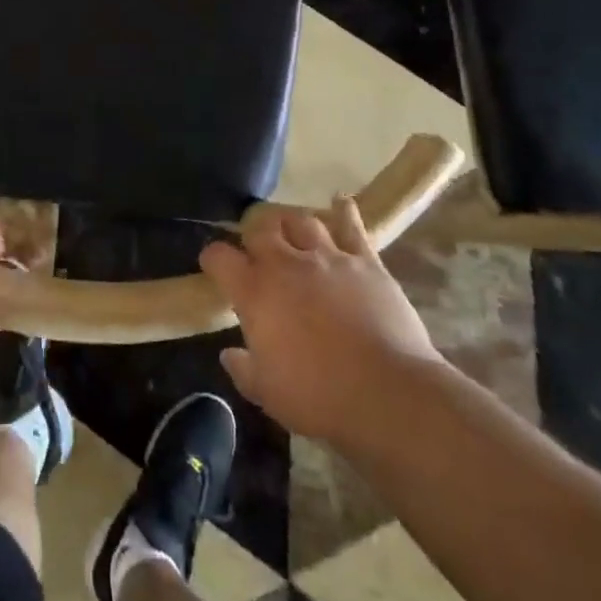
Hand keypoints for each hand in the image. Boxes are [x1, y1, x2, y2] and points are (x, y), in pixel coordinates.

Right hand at [199, 197, 445, 441]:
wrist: (387, 394)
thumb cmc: (318, 398)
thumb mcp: (267, 393)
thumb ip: (243, 368)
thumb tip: (229, 354)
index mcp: (255, 293)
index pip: (220, 257)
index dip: (213, 258)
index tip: (214, 264)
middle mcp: (286, 264)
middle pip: (261, 228)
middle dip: (254, 234)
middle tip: (258, 249)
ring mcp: (328, 257)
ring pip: (302, 221)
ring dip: (293, 225)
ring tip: (293, 233)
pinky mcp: (365, 261)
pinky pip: (352, 226)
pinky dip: (344, 211)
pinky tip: (340, 202)